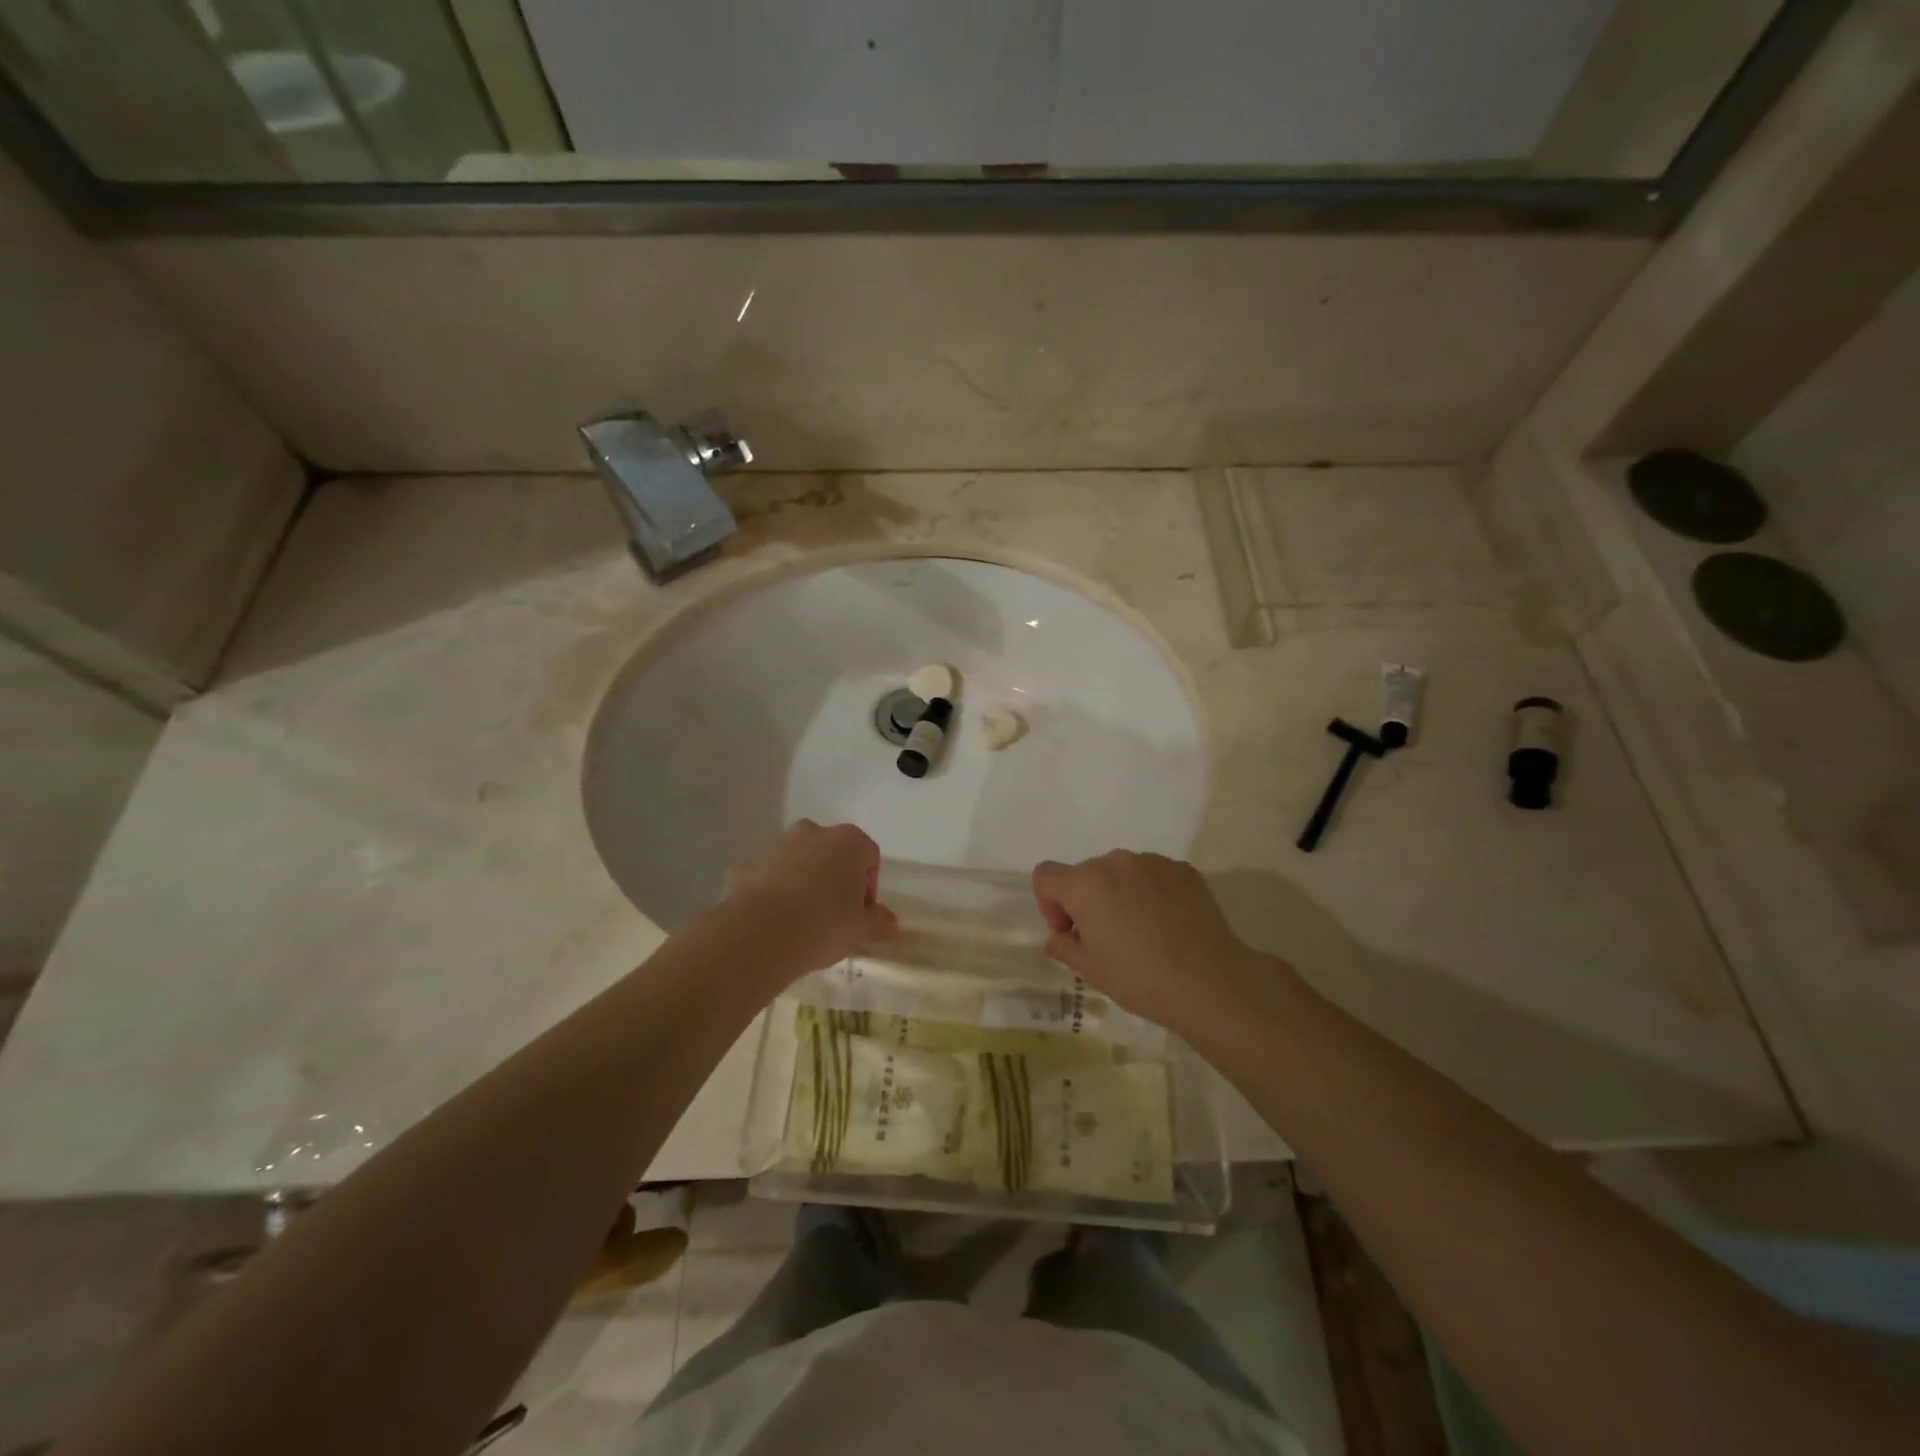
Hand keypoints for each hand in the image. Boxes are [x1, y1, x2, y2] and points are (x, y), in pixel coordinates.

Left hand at [722, 821, 897, 977]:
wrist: (758, 935)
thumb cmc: (823, 926)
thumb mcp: (861, 931)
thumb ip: (878, 921)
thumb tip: (888, 920)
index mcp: (848, 841)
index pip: (869, 857)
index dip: (869, 887)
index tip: (861, 915)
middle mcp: (812, 832)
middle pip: (832, 854)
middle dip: (835, 879)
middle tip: (833, 916)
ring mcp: (776, 845)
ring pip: (798, 862)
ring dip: (803, 883)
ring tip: (800, 921)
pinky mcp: (746, 864)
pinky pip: (768, 876)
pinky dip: (772, 892)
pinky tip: (772, 921)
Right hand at [1032, 851, 1272, 1036]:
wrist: (1210, 981)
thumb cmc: (1140, 978)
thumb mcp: (1091, 971)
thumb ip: (1064, 946)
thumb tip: (1060, 936)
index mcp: (1086, 884)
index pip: (1046, 875)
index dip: (1049, 904)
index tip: (1071, 932)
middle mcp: (1116, 862)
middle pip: (1085, 873)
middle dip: (1086, 900)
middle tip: (1106, 937)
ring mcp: (1153, 862)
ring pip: (1121, 872)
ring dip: (1119, 893)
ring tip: (1141, 930)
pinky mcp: (1183, 869)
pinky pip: (1152, 875)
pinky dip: (1150, 892)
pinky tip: (1167, 924)